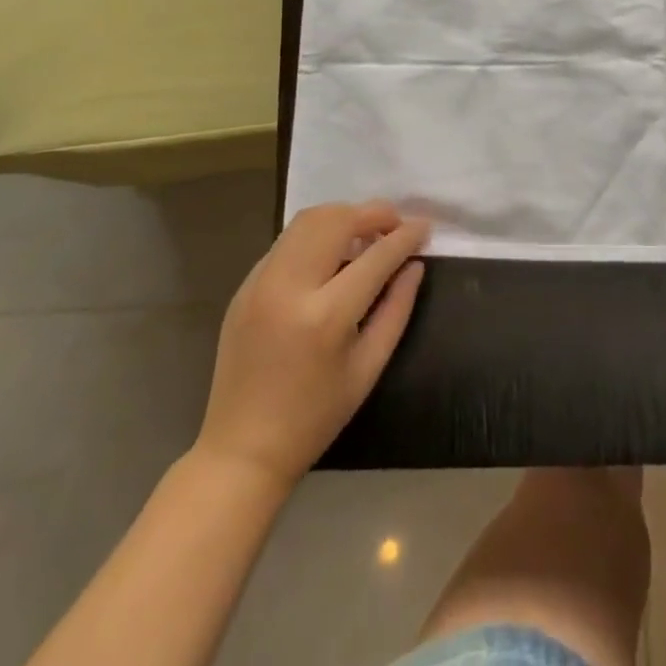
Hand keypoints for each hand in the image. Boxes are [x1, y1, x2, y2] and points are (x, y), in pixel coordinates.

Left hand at [194, 202, 428, 487]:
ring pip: (308, 220)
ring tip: (365, 235)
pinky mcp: (244, 286)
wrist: (241, 451)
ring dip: (344, 217)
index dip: (406, 236)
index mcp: (325, 317)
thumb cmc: (314, 418)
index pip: (376, 256)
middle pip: (337, 221)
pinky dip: (317, 234)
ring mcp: (261, 283)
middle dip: (374, 214)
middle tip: (396, 226)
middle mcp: (289, 288)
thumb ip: (397, 309)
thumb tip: (414, 265)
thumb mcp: (368, 368)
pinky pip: (287, 241)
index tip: (425, 227)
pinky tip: (331, 255)